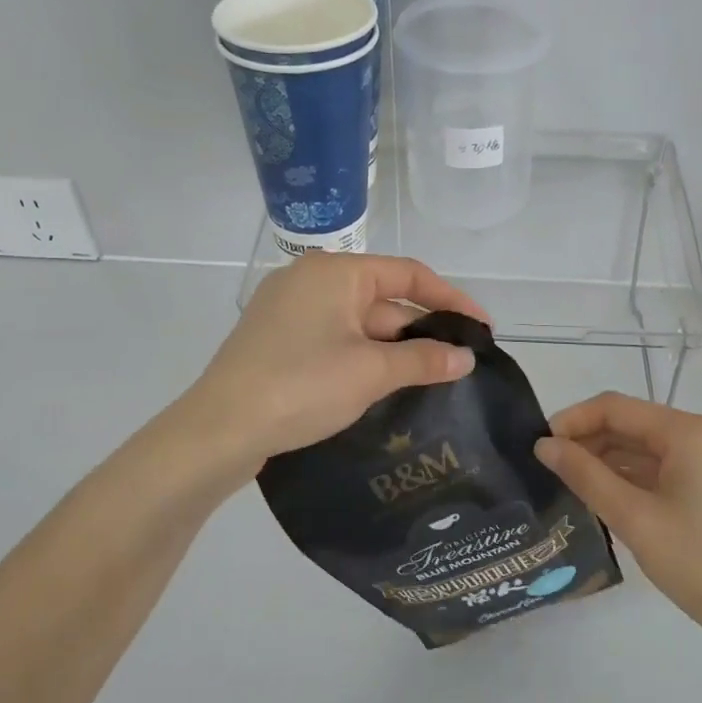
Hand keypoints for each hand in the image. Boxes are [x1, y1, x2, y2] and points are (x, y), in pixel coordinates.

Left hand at [182, 254, 489, 472]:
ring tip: (432, 378)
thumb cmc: (301, 386)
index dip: (451, 299)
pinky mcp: (278, 340)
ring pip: (358, 323)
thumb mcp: (371, 372)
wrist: (219, 430)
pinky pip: (335, 340)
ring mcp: (290, 310)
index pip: (408, 274)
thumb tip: (466, 357)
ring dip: (394, 349)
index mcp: (336, 272)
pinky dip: (364, 357)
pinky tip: (385, 385)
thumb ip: (423, 360)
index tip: (482, 328)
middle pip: (383, 299)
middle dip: (421, 330)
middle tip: (460, 362)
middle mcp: (311, 280)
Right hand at [534, 392, 701, 658]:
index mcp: (688, 431)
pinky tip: (610, 498)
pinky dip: (636, 478)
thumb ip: (586, 476)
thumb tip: (544, 445)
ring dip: (610, 461)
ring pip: (649, 448)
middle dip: (589, 441)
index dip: (573, 420)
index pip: (615, 407)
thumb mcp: (635, 519)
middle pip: (633, 424)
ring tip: (572, 486)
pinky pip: (668, 468)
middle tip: (550, 471)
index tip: (539, 446)